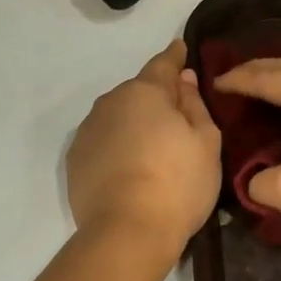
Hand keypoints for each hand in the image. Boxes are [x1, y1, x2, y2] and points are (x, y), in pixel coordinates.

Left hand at [68, 40, 221, 259]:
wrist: (127, 231)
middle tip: (176, 119)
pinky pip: (102, 143)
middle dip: (155, 99)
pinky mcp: (75, 162)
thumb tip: (183, 79)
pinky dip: (116, 148)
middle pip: (137, 93)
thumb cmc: (177, 184)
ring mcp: (87, 132)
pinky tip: (128, 169)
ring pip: (116, 118)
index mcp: (144, 92)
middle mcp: (109, 103)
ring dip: (132, 124)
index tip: (181, 49)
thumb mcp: (205, 142)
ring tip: (150, 149)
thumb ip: (195, 105)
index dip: (175, 57)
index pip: (163, 64)